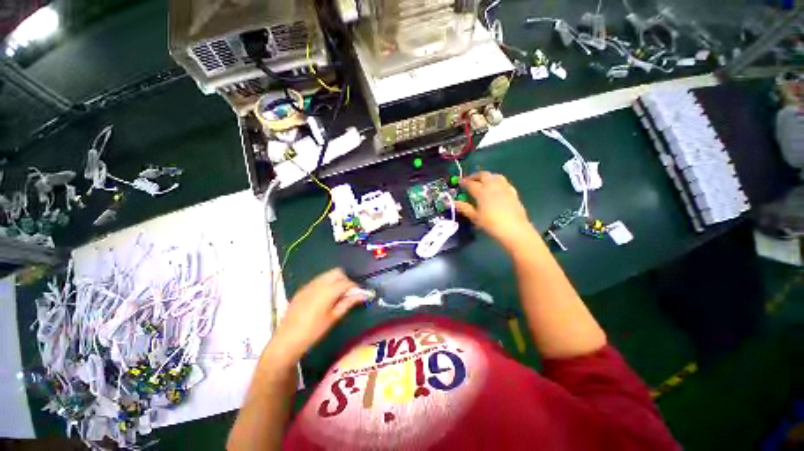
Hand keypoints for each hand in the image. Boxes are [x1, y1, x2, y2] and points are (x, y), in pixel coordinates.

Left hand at [267, 269, 358, 366]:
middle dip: (345, 280)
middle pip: (337, 272)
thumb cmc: (313, 331)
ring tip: (337, 295)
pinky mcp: (302, 289)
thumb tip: (363, 295)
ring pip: (327, 275)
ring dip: (336, 280)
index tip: (360, 294)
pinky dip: (326, 284)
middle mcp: (318, 283)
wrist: (286, 340)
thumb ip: (348, 302)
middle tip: (348, 293)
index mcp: (327, 291)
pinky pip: (318, 280)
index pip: (346, 282)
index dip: (355, 287)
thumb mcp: (333, 317)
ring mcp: (308, 285)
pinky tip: (325, 298)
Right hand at [454, 171, 536, 249]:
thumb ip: (464, 208)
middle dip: (475, 176)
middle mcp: (493, 186)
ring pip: (495, 176)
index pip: (471, 183)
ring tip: (483, 182)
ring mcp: (504, 188)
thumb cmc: (491, 224)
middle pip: (483, 175)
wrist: (514, 229)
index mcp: (482, 192)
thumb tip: (453, 202)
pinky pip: (504, 182)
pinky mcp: (513, 192)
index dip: (464, 182)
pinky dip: (497, 182)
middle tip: (470, 180)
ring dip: (487, 177)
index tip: (459, 183)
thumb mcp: (475, 217)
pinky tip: (496, 188)